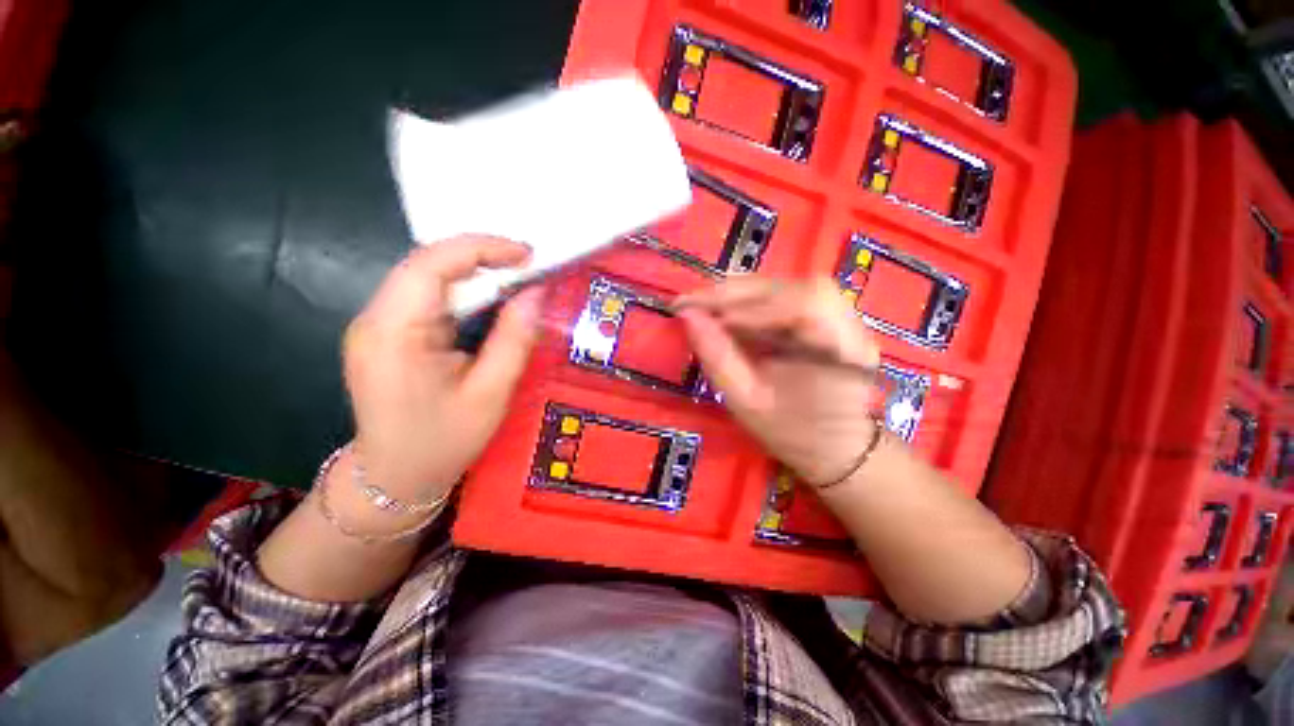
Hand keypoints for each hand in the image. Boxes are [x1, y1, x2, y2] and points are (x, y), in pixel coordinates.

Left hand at [342, 236, 541, 502]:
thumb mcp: (491, 393)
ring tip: (515, 281)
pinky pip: (425, 298)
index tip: (526, 254)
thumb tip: (536, 293)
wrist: (394, 479)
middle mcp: (375, 319)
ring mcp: (376, 326)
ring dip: (472, 274)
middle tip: (527, 267)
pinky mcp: (386, 334)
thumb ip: (514, 339)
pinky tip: (488, 304)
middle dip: (480, 257)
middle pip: (425, 265)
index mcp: (394, 333)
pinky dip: (461, 292)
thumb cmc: (444, 442)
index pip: (430, 265)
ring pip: (425, 278)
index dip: (481, 248)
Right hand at [676, 277, 880, 486]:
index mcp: (842, 353)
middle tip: (692, 302)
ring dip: (742, 292)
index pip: (805, 305)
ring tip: (707, 305)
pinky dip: (752, 298)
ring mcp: (842, 316)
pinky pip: (786, 293)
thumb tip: (687, 315)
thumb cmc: (791, 433)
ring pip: (789, 284)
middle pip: (794, 286)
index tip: (707, 316)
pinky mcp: (827, 314)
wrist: (833, 445)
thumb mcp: (746, 402)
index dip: (753, 306)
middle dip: (737, 292)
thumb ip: (717, 357)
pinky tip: (729, 309)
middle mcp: (850, 325)